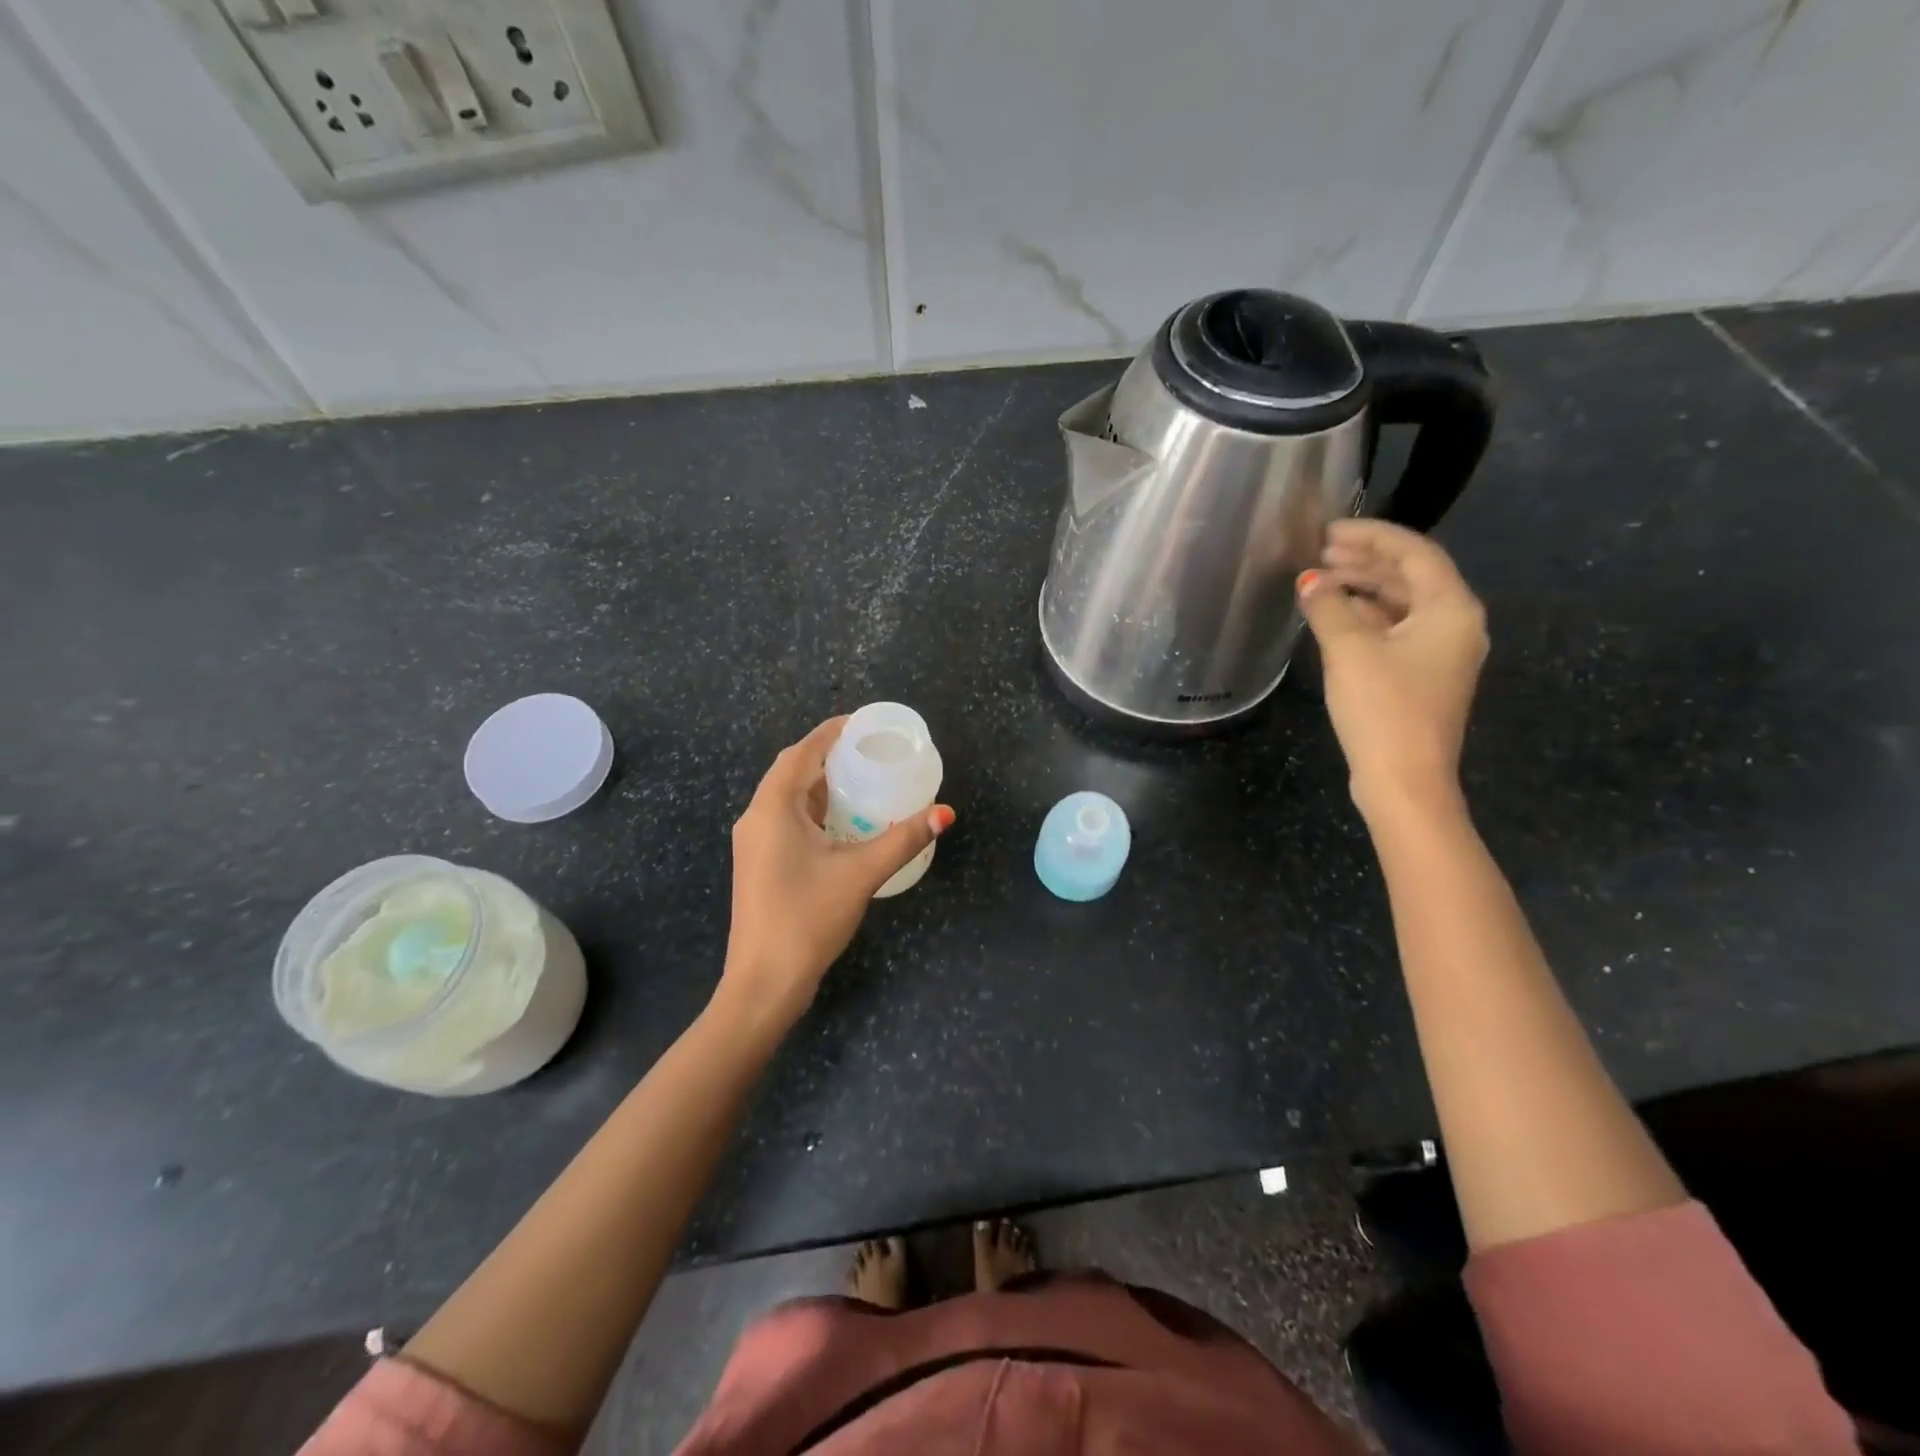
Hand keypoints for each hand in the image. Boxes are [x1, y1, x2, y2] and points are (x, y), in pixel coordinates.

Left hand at [717, 717, 954, 1034]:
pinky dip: (814, 811)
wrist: (764, 982)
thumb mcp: (861, 873)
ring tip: (862, 779)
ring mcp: (754, 844)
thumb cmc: (807, 918)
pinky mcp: (760, 865)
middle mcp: (756, 818)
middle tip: (869, 751)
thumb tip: (945, 812)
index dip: (830, 732)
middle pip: (792, 771)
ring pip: (788, 798)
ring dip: (820, 785)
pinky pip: (786, 821)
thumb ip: (903, 839)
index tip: (862, 723)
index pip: (801, 752)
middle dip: (828, 756)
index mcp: (772, 808)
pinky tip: (842, 822)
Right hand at [1296, 519, 1487, 823]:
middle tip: (1316, 553)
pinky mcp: (1421, 677)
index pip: (1413, 552)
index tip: (1328, 529)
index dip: (1371, 535)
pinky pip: (1394, 630)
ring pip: (1400, 604)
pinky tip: (1332, 617)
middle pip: (1409, 576)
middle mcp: (1455, 624)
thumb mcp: (1349, 650)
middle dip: (1363, 561)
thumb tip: (1310, 581)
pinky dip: (1364, 617)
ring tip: (1317, 581)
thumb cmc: (1383, 709)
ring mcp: (1440, 653)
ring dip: (1361, 589)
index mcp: (1450, 608)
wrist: (1405, 780)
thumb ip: (1328, 606)